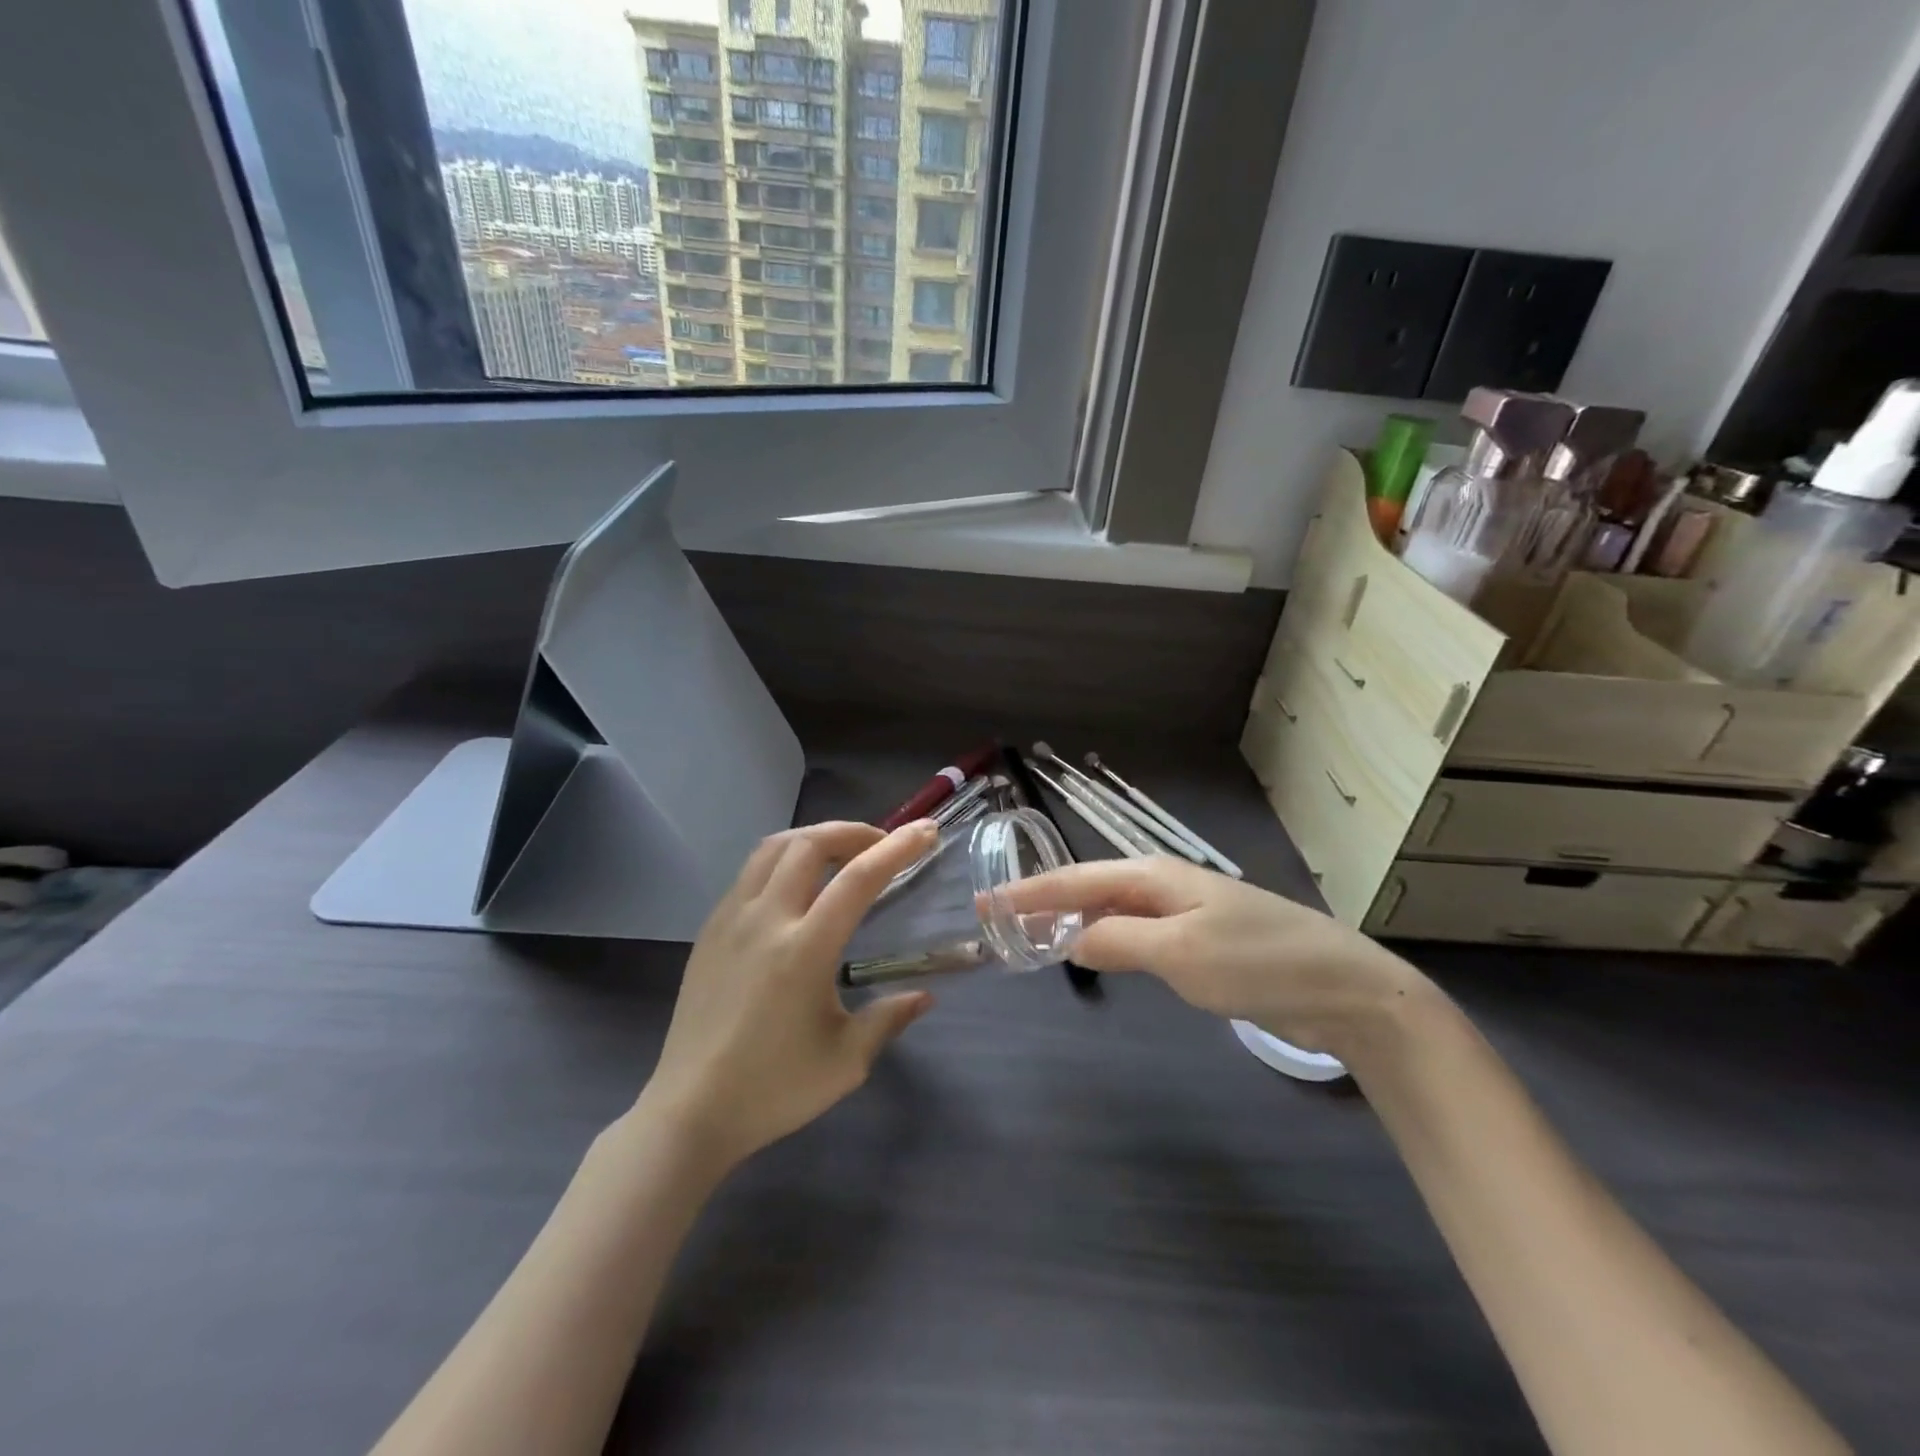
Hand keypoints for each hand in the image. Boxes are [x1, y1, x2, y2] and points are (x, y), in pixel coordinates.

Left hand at [638, 821, 939, 1172]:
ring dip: (814, 838)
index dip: (897, 848)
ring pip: (774, 848)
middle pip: (810, 844)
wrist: (689, 1112)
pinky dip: (783, 859)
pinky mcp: (710, 929)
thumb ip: (889, 1018)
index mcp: (804, 949)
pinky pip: (750, 872)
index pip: (858, 878)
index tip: (926, 832)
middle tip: (881, 844)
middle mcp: (766, 919)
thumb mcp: (846, 1060)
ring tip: (841, 854)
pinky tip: (796, 886)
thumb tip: (924, 997)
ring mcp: (730, 919)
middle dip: (853, 832)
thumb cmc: (773, 1089)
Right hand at [1001, 857, 1430, 1058]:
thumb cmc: (1256, 961)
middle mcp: (1164, 885)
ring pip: (1112, 910)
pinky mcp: (1201, 939)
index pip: (1076, 878)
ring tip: (1035, 935)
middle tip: (1002, 921)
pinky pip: (1136, 931)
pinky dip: (1105, 938)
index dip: (1030, 891)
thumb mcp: (1179, 953)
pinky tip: (1097, 952)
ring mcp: (1185, 911)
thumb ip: (1116, 941)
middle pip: (1091, 888)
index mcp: (1154, 876)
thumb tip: (1069, 939)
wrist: (1342, 986)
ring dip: (1073, 920)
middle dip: (1045, 901)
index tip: (987, 900)